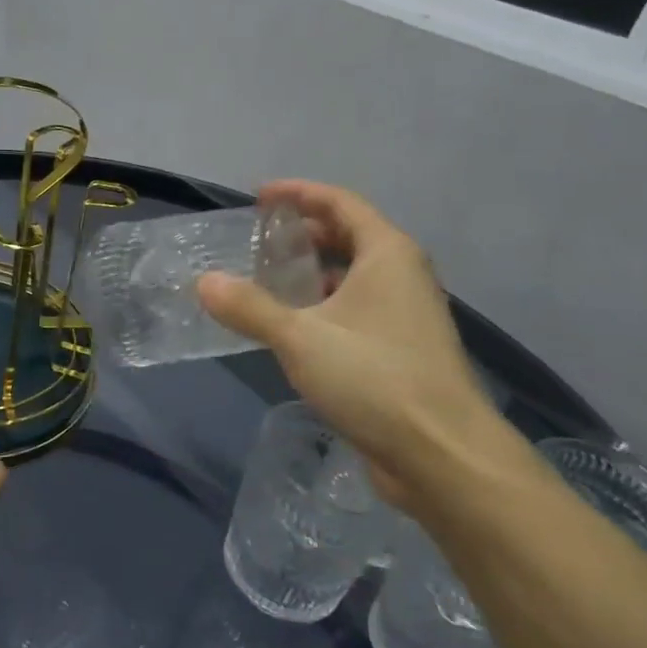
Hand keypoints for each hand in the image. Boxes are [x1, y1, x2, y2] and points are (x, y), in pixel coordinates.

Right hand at [197, 181, 514, 513]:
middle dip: (303, 232)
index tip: (258, 198)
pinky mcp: (399, 349)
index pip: (339, 203)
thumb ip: (249, 307)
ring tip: (266, 279)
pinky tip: (291, 326)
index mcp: (387, 254)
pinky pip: (354, 309)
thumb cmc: (374, 377)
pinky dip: (321, 304)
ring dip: (311, 271)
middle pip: (348, 235)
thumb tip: (204, 282)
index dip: (297, 193)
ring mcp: (404, 314)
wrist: (442, 454)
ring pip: (352, 275)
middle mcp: (401, 275)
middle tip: (258, 241)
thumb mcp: (300, 337)